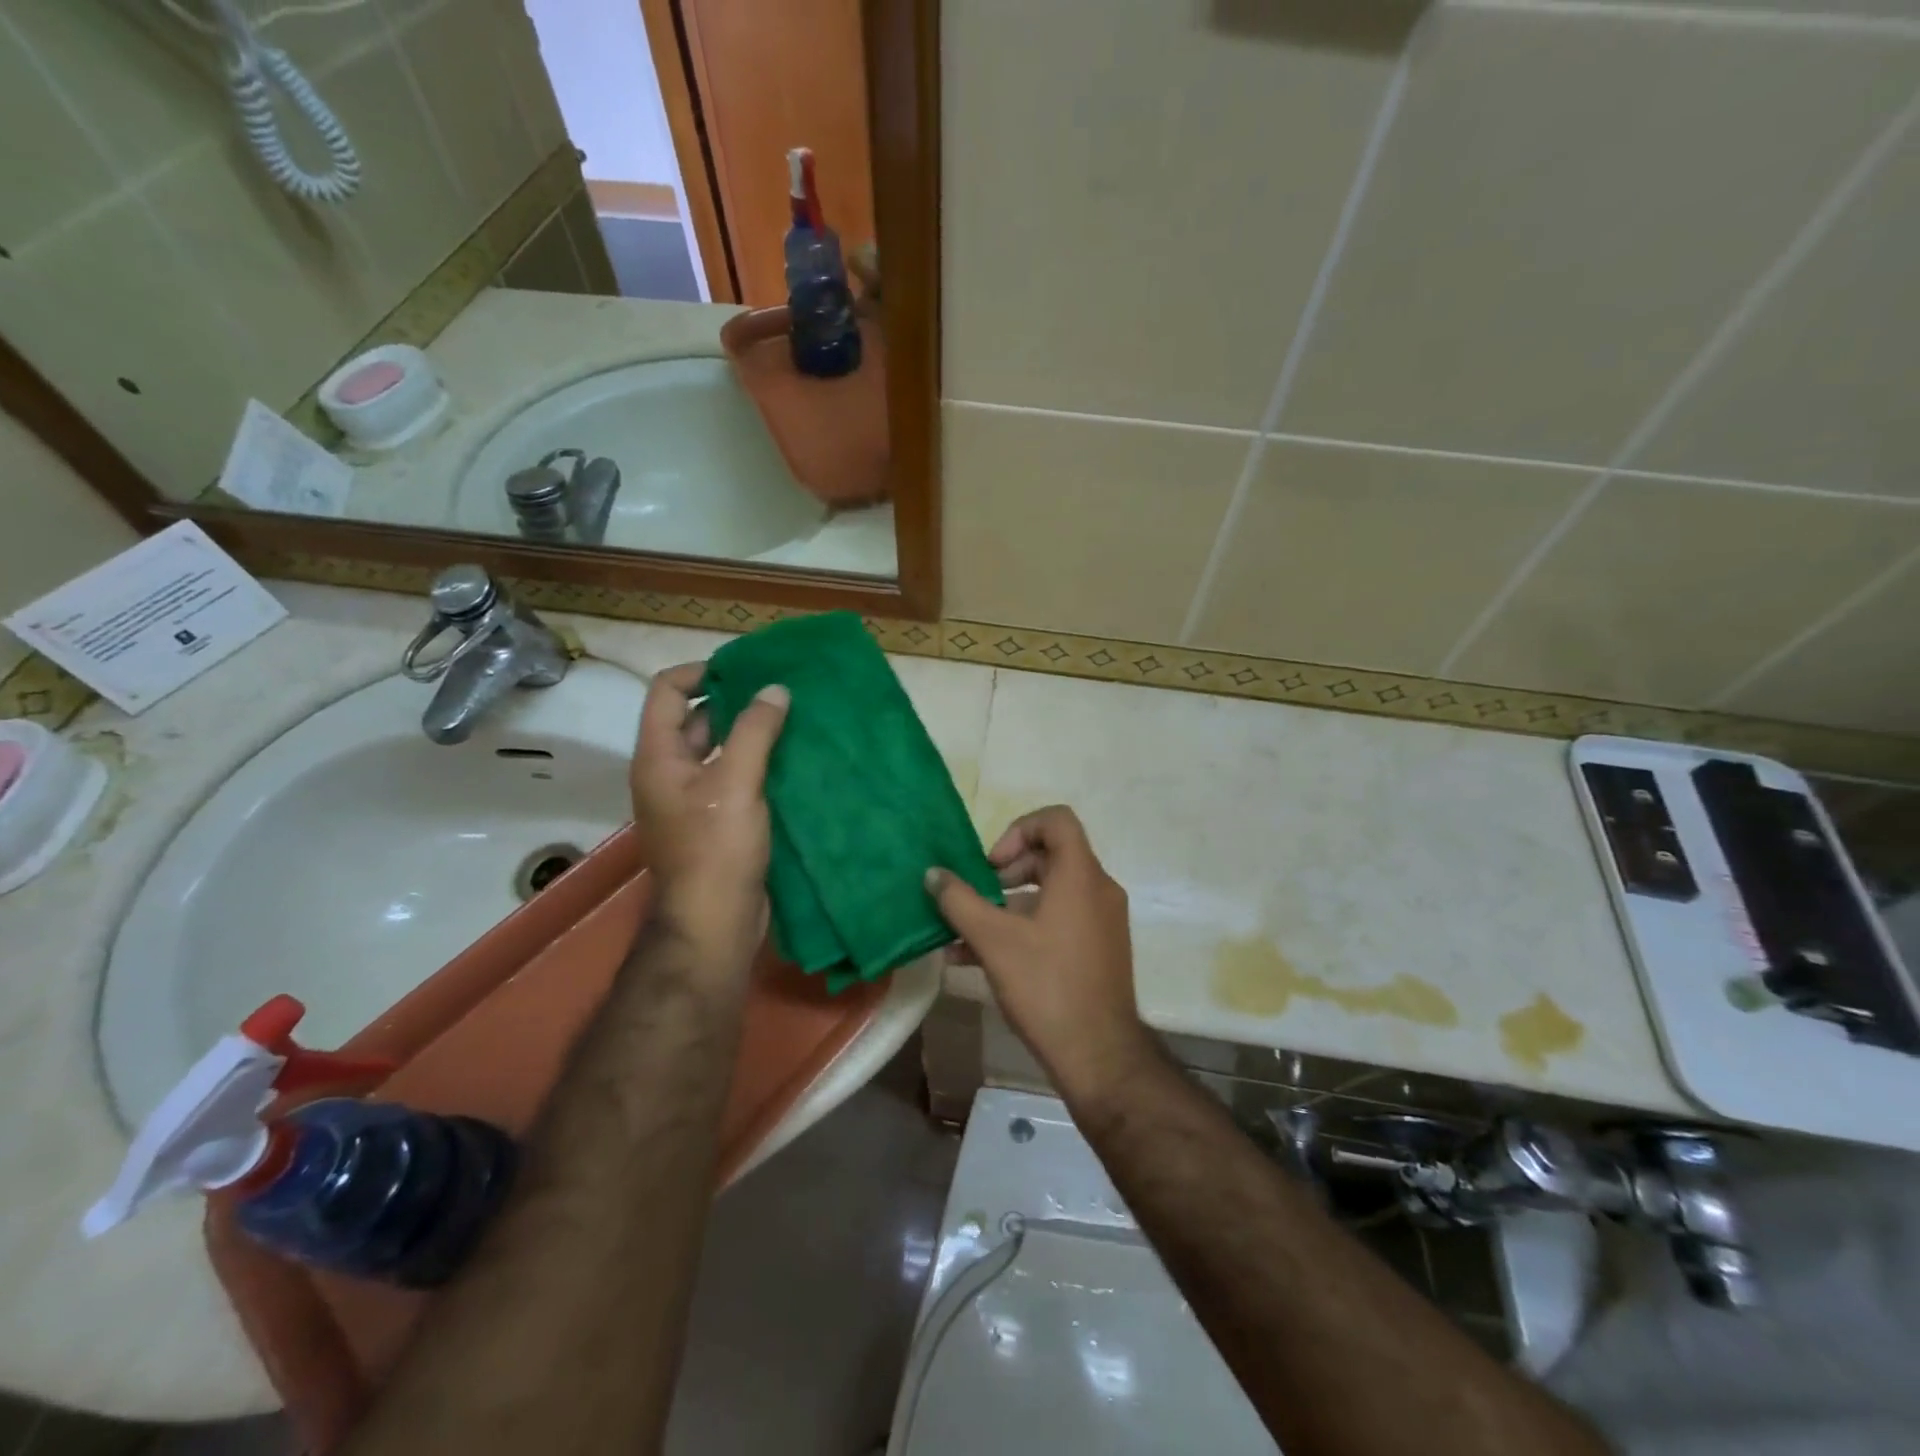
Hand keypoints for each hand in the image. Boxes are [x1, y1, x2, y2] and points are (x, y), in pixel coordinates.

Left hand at [630, 663, 788, 963]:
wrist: (715, 923)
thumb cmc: (716, 849)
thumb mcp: (736, 782)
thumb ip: (755, 730)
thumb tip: (775, 689)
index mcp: (658, 757)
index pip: (667, 691)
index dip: (701, 672)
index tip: (746, 669)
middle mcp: (669, 773)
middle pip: (695, 719)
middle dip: (735, 701)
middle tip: (780, 691)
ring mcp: (692, 800)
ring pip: (719, 750)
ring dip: (751, 734)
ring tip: (794, 720)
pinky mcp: (716, 822)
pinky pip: (735, 779)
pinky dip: (759, 764)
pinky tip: (793, 759)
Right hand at [925, 806, 1156, 1107]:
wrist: (1099, 1056)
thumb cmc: (1047, 986)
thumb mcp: (994, 941)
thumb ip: (960, 902)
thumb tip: (932, 874)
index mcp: (1081, 876)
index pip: (1057, 820)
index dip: (1018, 830)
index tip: (992, 866)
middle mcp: (1098, 890)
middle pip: (1051, 856)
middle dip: (1006, 871)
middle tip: (977, 896)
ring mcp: (1102, 922)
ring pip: (1051, 893)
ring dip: (1007, 905)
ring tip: (965, 934)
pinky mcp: (1098, 950)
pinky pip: (1059, 920)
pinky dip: (1024, 927)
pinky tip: (980, 958)